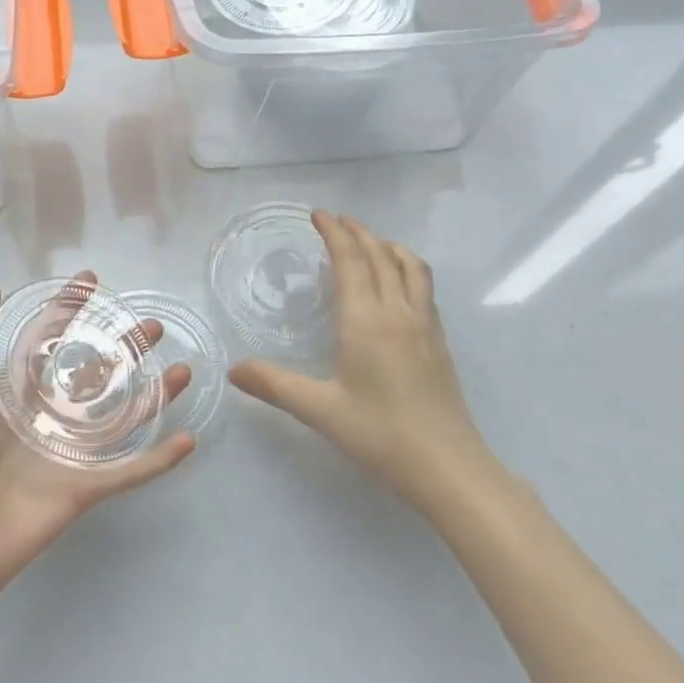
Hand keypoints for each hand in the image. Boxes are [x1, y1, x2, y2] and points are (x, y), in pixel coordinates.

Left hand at [0, 276, 194, 598]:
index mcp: (15, 391)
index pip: (49, 339)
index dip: (69, 309)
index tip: (92, 281)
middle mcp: (48, 415)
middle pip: (96, 372)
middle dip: (126, 348)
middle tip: (155, 327)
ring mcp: (70, 451)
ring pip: (122, 416)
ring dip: (154, 395)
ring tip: (184, 371)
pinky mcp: (85, 487)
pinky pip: (130, 470)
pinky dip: (159, 459)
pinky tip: (188, 440)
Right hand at [229, 211, 493, 514]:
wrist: (449, 468)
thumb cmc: (381, 436)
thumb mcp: (321, 411)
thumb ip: (275, 385)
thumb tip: (234, 370)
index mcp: (367, 320)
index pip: (351, 260)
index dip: (334, 232)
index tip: (318, 214)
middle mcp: (399, 311)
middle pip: (381, 255)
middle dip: (358, 231)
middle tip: (336, 221)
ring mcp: (425, 325)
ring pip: (411, 266)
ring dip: (387, 245)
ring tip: (370, 242)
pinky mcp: (440, 341)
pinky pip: (424, 287)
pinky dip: (407, 268)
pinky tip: (398, 285)